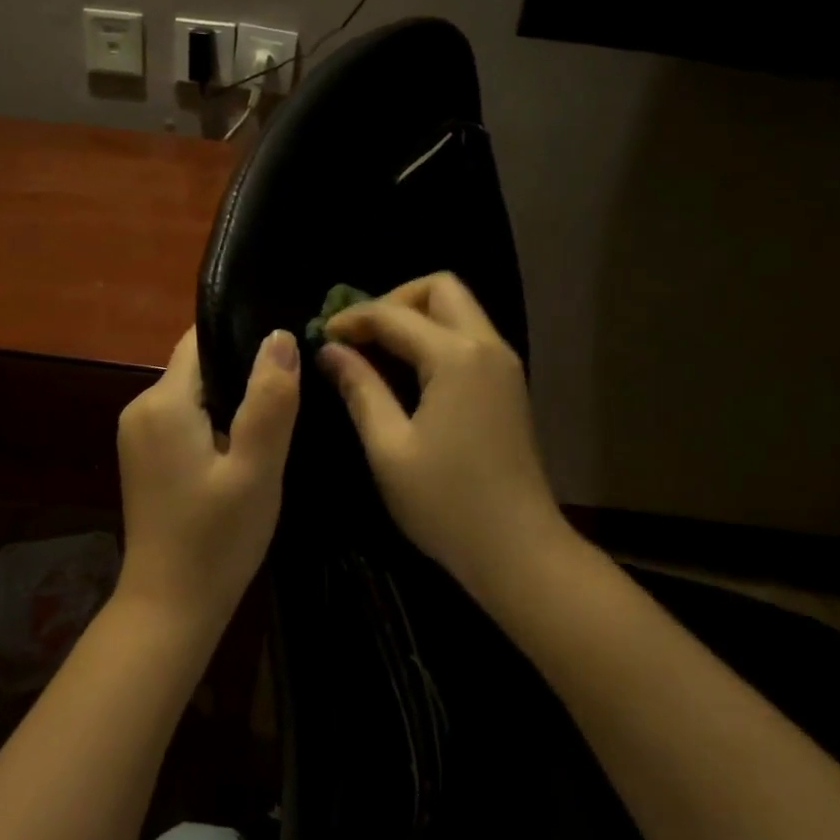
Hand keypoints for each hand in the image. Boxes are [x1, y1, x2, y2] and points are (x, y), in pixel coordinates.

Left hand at [115, 327, 300, 634]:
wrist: (170, 606)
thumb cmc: (217, 539)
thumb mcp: (256, 469)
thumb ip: (269, 400)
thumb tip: (280, 336)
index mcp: (163, 402)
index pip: (201, 341)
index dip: (244, 339)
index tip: (286, 356)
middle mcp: (140, 408)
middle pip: (199, 368)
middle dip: (242, 377)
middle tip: (290, 401)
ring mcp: (137, 435)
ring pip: (194, 396)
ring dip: (231, 405)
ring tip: (273, 427)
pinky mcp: (144, 459)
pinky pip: (184, 422)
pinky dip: (214, 427)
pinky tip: (242, 454)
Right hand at [318, 273, 566, 598]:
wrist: (517, 548)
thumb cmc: (445, 501)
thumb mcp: (389, 447)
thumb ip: (360, 389)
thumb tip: (331, 352)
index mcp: (457, 357)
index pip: (395, 314)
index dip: (353, 319)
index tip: (321, 336)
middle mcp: (487, 348)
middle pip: (441, 290)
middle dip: (394, 302)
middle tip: (360, 336)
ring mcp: (504, 367)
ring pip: (459, 312)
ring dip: (416, 319)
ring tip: (375, 352)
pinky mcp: (507, 388)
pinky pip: (469, 340)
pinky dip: (435, 341)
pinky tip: (407, 374)